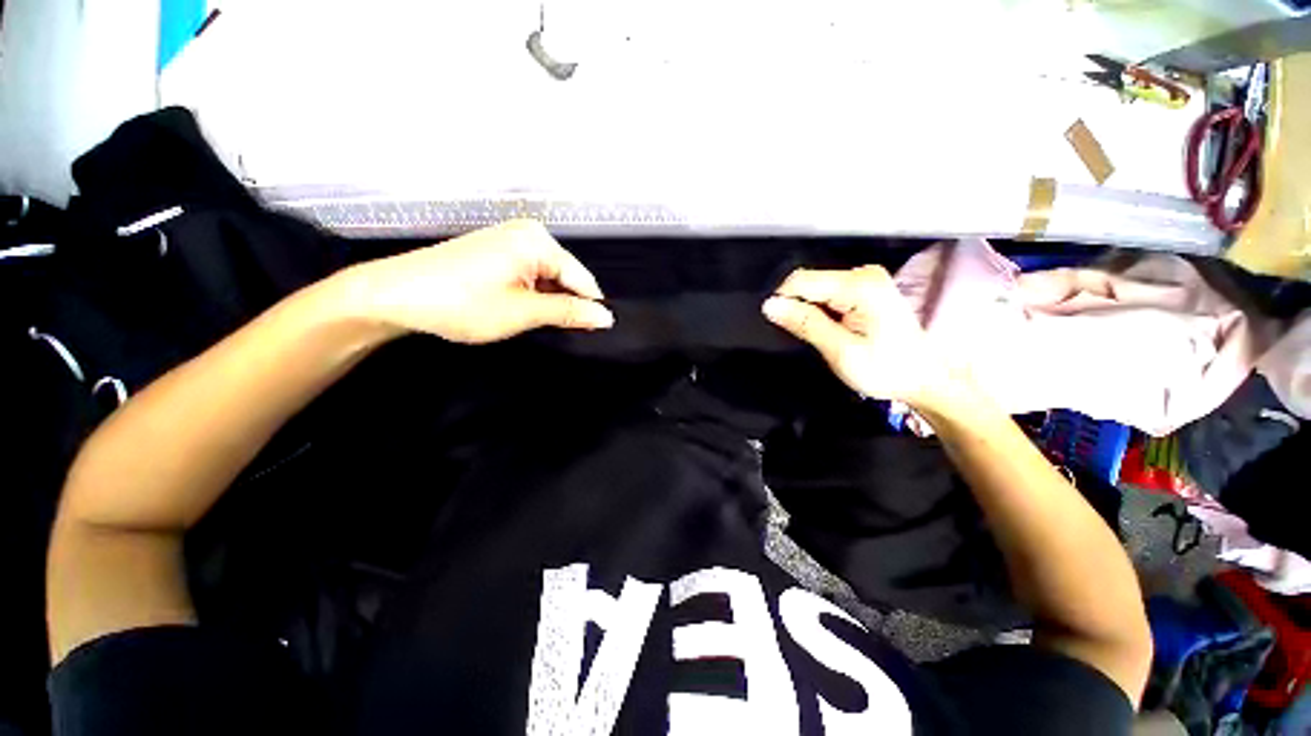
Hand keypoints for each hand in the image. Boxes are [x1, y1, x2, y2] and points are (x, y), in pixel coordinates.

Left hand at [341, 219, 613, 343]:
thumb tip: (605, 317)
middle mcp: (528, 232)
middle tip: (550, 329)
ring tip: (527, 319)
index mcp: (538, 241)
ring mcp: (510, 238)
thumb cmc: (460, 302)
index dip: (588, 308)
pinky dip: (529, 293)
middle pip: (566, 276)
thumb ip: (569, 313)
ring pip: (547, 277)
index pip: (583, 280)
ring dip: (545, 301)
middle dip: (563, 304)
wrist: (394, 295)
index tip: (590, 332)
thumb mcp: (523, 312)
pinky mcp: (496, 249)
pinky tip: (515, 307)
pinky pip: (529, 273)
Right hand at [763, 265, 949, 406]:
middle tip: (806, 337)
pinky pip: (827, 294)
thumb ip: (805, 324)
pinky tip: (831, 329)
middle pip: (808, 282)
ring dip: (808, 311)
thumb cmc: (887, 369)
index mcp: (859, 286)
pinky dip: (820, 312)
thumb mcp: (840, 351)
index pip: (800, 281)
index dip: (783, 302)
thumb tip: (771, 306)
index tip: (782, 327)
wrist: (923, 378)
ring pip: (815, 289)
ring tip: (821, 335)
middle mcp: (863, 274)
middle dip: (797, 307)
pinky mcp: (865, 289)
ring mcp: (865, 280)